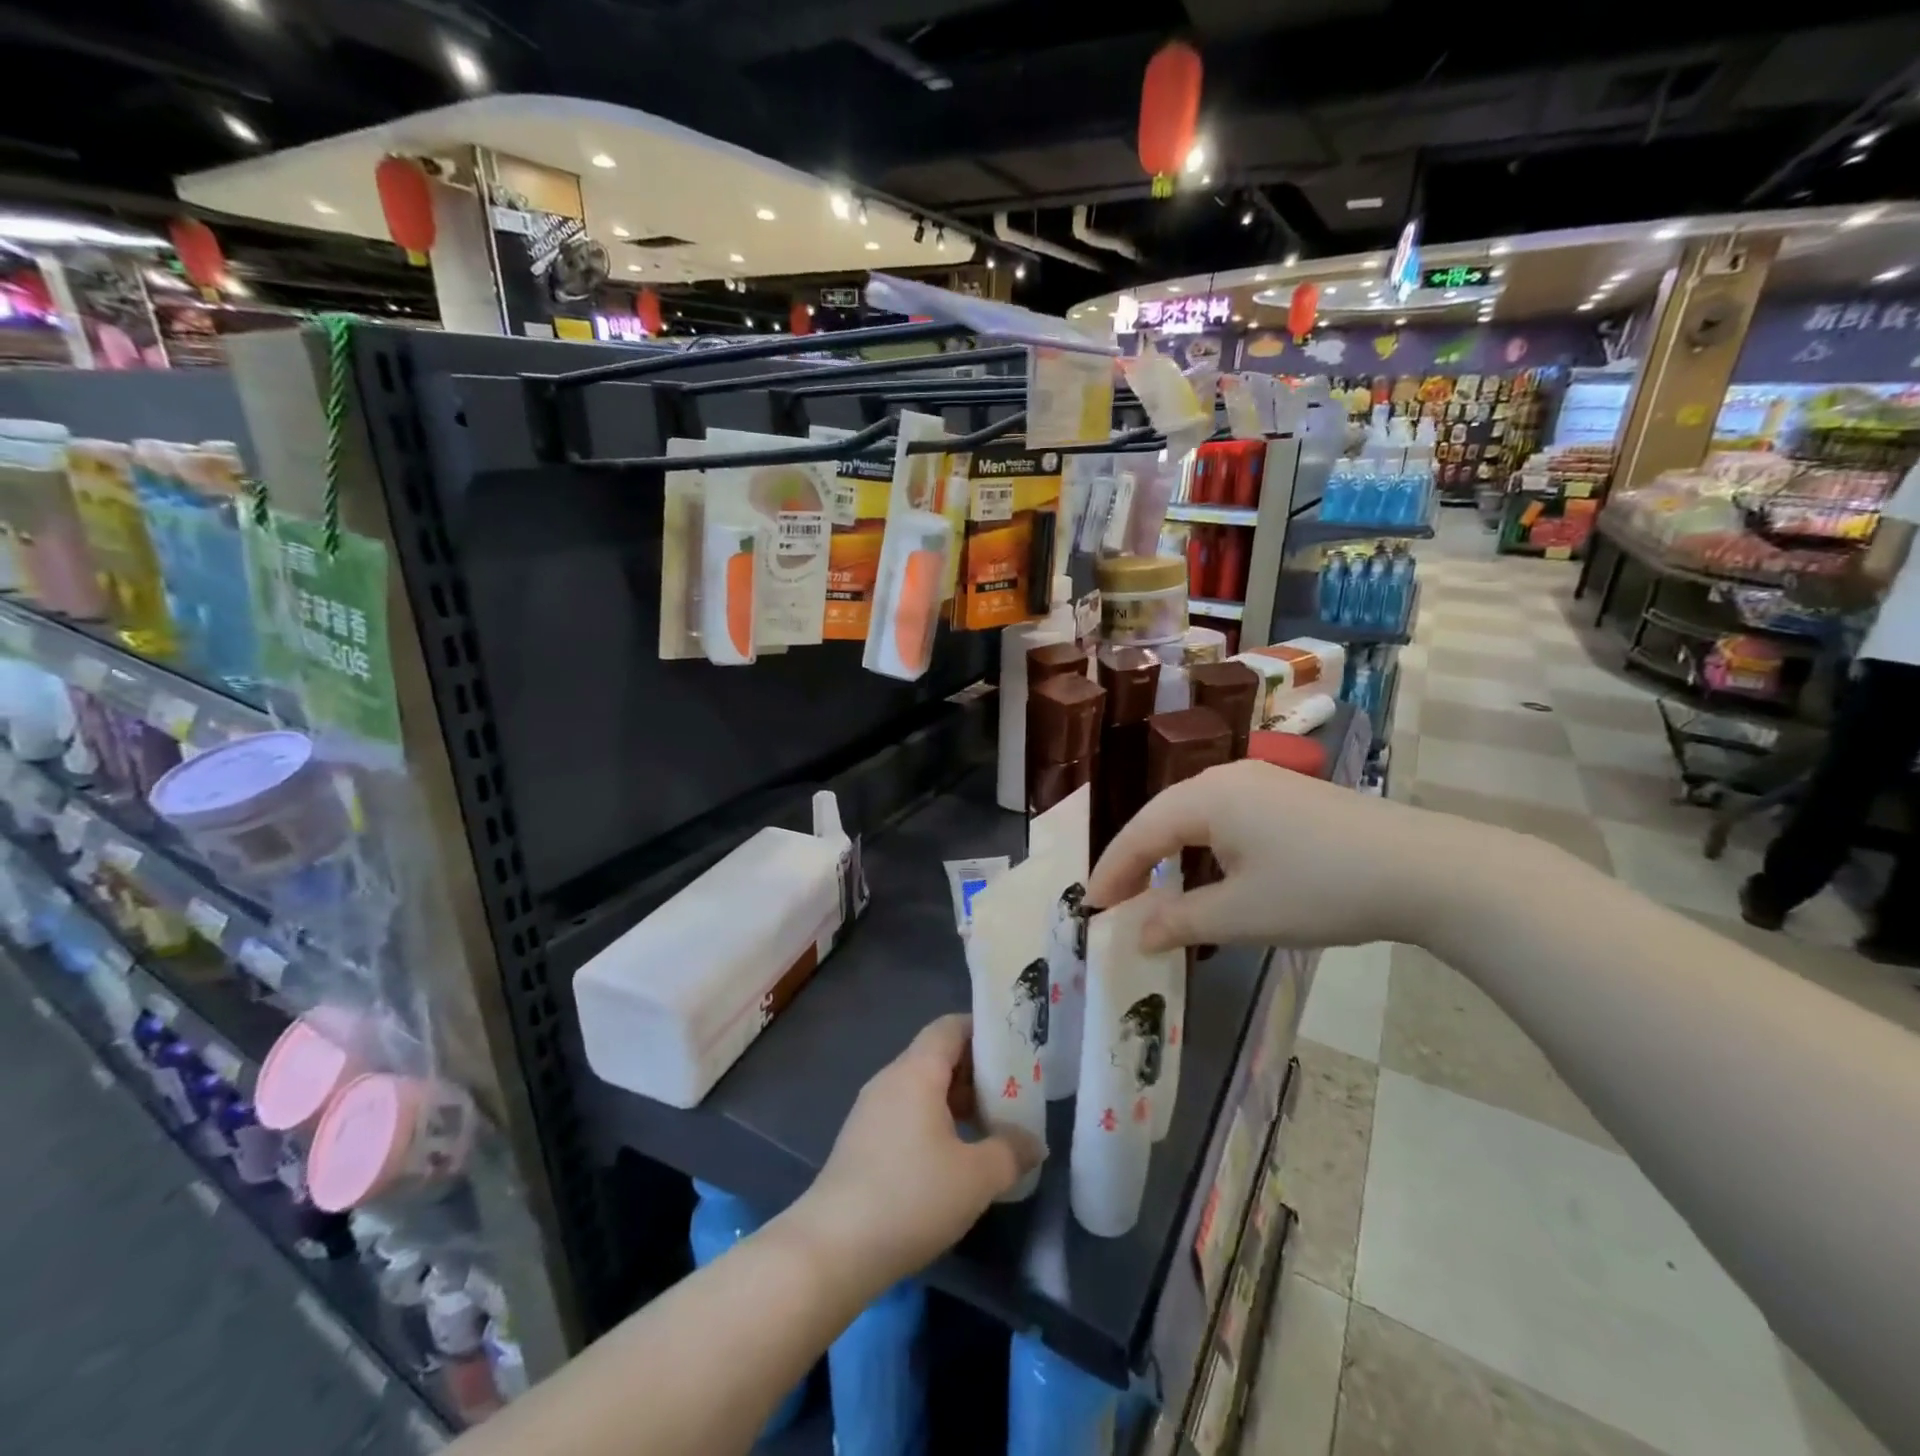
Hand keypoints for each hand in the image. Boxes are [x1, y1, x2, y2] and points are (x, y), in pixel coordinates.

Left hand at [790, 1015, 1043, 1290]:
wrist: (833, 1248)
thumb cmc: (911, 1197)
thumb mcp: (976, 1177)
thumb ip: (1011, 1152)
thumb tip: (1034, 1142)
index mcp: (916, 1071)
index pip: (950, 1026)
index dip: (983, 1030)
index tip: (1014, 1049)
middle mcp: (890, 1079)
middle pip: (937, 1055)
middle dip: (975, 1071)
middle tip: (1011, 1094)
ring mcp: (870, 1110)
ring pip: (921, 1087)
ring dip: (954, 1100)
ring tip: (988, 1128)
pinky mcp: (860, 1141)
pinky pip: (905, 1112)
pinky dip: (932, 1121)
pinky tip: (951, 1158)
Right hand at [1085, 758, 1485, 951]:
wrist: (1426, 870)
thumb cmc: (1320, 889)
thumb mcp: (1241, 915)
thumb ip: (1179, 922)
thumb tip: (1136, 933)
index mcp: (1206, 797)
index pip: (1141, 832)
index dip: (1112, 870)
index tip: (1090, 904)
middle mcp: (1227, 779)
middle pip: (1164, 818)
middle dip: (1137, 860)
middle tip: (1116, 899)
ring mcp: (1262, 783)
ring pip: (1196, 817)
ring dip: (1171, 854)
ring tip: (1156, 890)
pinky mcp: (1289, 797)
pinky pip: (1227, 818)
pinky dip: (1205, 848)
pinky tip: (1211, 874)